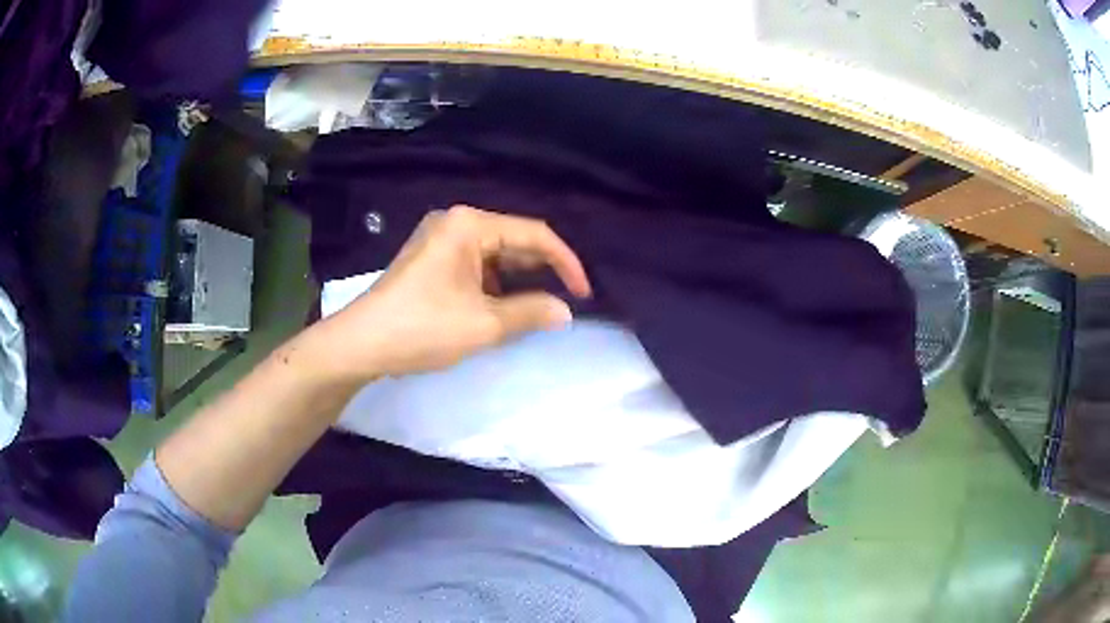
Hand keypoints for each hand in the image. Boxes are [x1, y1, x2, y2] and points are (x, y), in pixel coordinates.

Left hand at [307, 205, 591, 380]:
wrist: (361, 344)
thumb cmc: (422, 328)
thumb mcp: (484, 324)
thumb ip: (531, 312)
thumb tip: (566, 312)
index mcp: (469, 224)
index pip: (534, 234)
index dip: (565, 263)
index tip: (584, 294)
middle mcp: (455, 222)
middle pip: (514, 240)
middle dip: (542, 271)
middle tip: (567, 301)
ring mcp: (440, 239)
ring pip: (495, 255)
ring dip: (519, 281)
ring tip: (539, 308)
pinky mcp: (431, 259)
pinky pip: (476, 265)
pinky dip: (495, 285)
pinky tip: (505, 307)